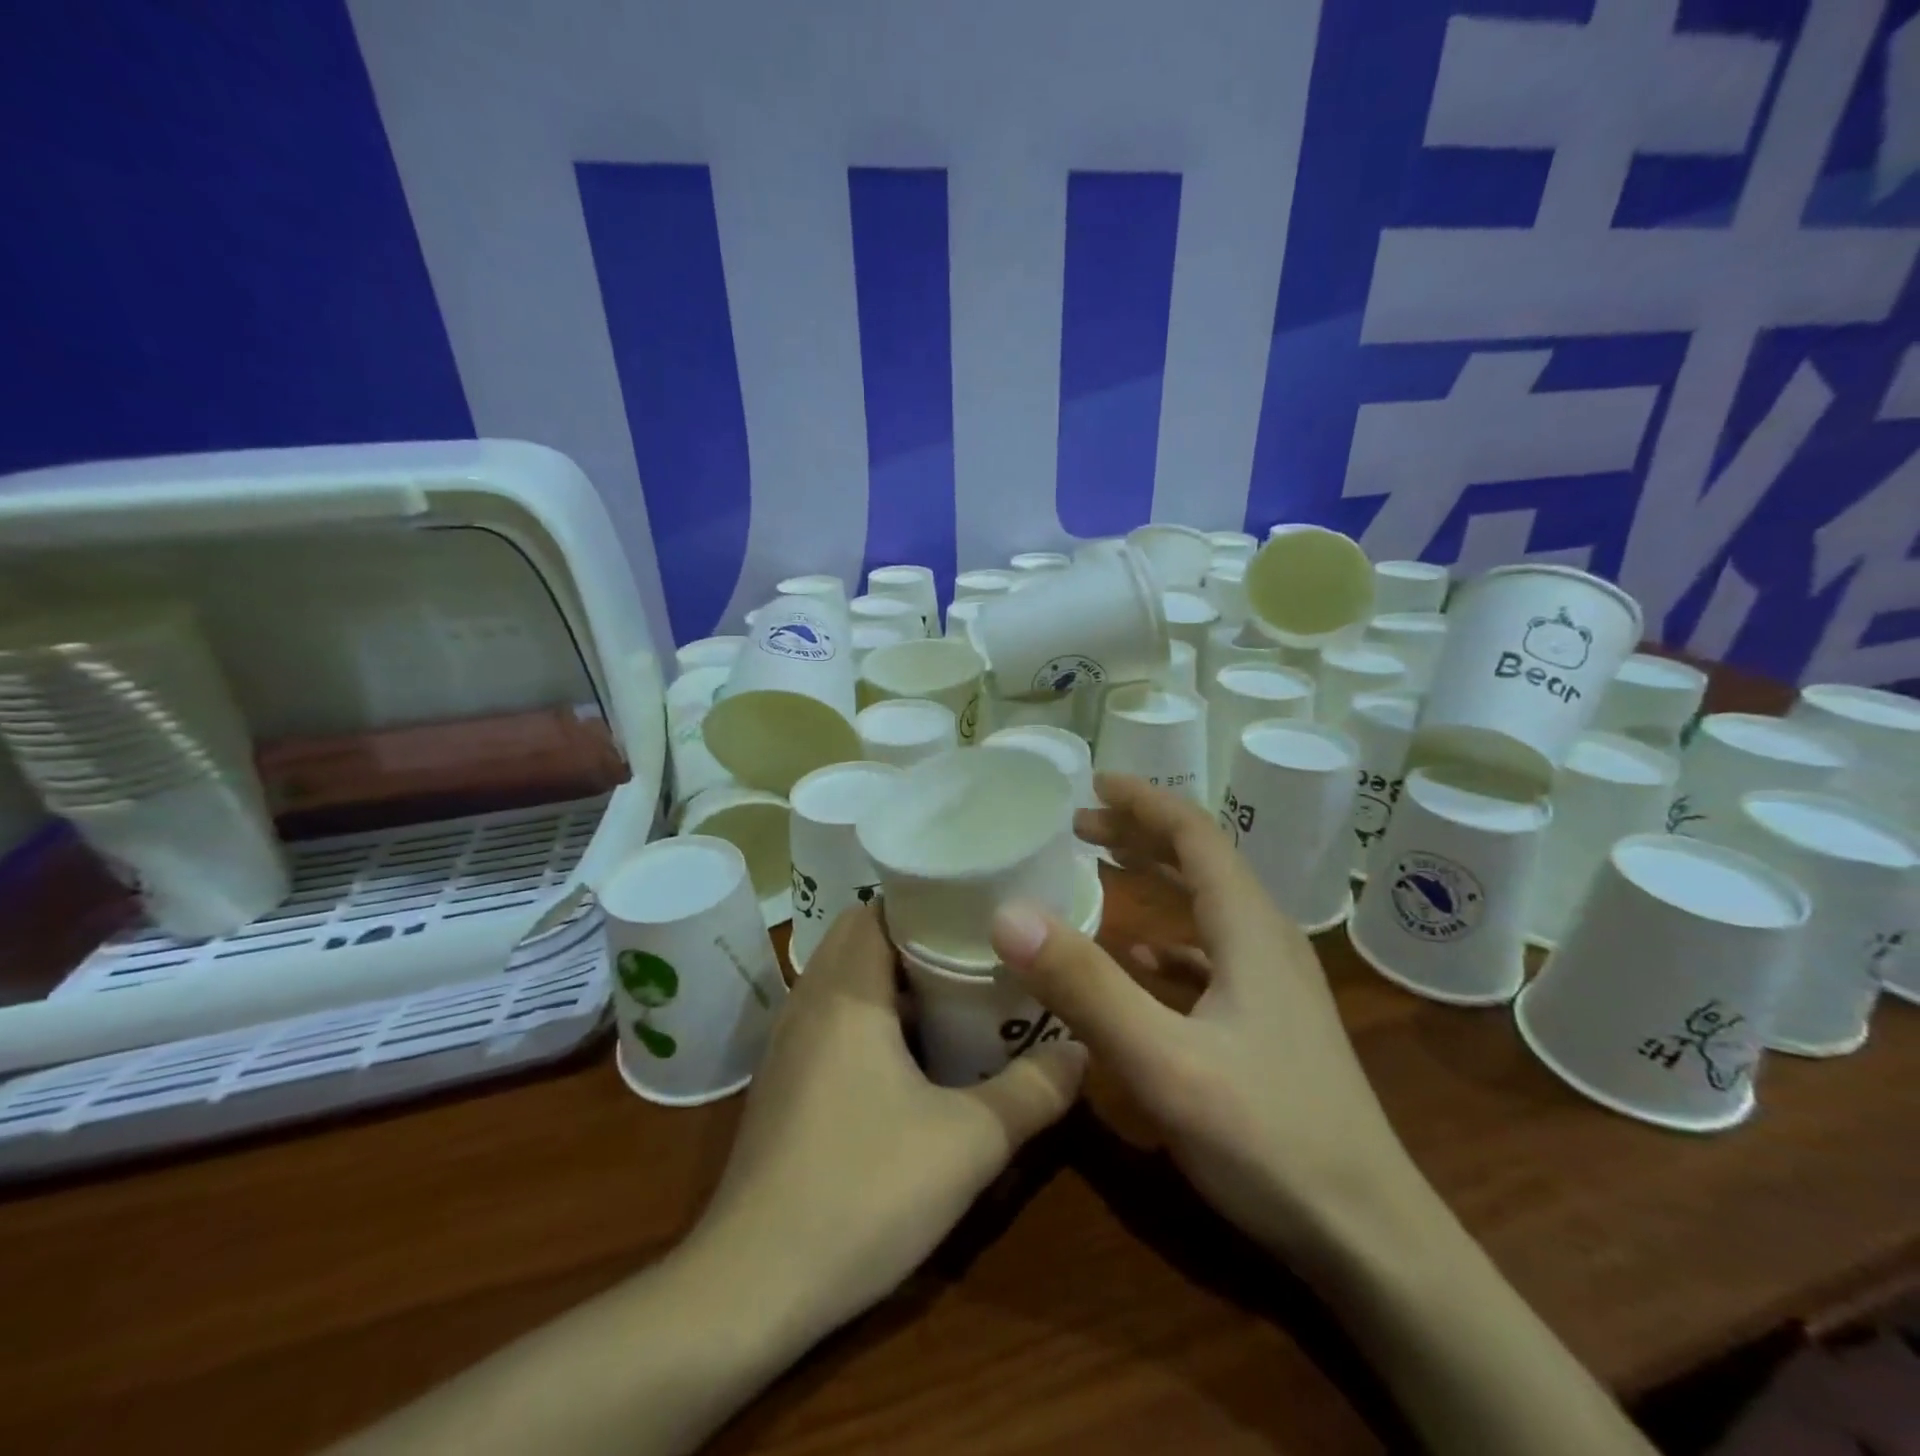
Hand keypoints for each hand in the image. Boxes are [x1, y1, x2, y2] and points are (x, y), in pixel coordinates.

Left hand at [690, 903, 1085, 1338]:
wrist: (750, 1287)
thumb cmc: (862, 1193)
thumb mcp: (969, 1143)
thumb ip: (1033, 1091)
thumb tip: (1081, 1050)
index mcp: (845, 992)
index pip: (877, 907)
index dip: (927, 900)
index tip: (977, 911)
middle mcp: (808, 1001)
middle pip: (860, 936)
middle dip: (917, 938)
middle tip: (976, 954)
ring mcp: (787, 1043)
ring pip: (843, 978)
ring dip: (892, 978)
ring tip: (954, 995)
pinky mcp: (782, 1081)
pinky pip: (830, 1016)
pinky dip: (869, 1013)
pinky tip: (909, 1056)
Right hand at [990, 774, 1421, 1259]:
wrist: (1371, 1240)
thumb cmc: (1269, 1138)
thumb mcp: (1163, 1061)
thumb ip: (1085, 986)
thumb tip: (1008, 913)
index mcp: (1248, 929)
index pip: (1195, 836)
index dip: (1145, 802)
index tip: (1094, 782)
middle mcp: (1266, 942)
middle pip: (1202, 863)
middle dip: (1141, 835)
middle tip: (1080, 824)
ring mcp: (1274, 987)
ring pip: (1208, 908)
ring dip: (1156, 881)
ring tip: (1103, 871)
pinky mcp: (1270, 1025)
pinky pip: (1214, 957)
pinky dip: (1172, 941)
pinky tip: (1143, 962)